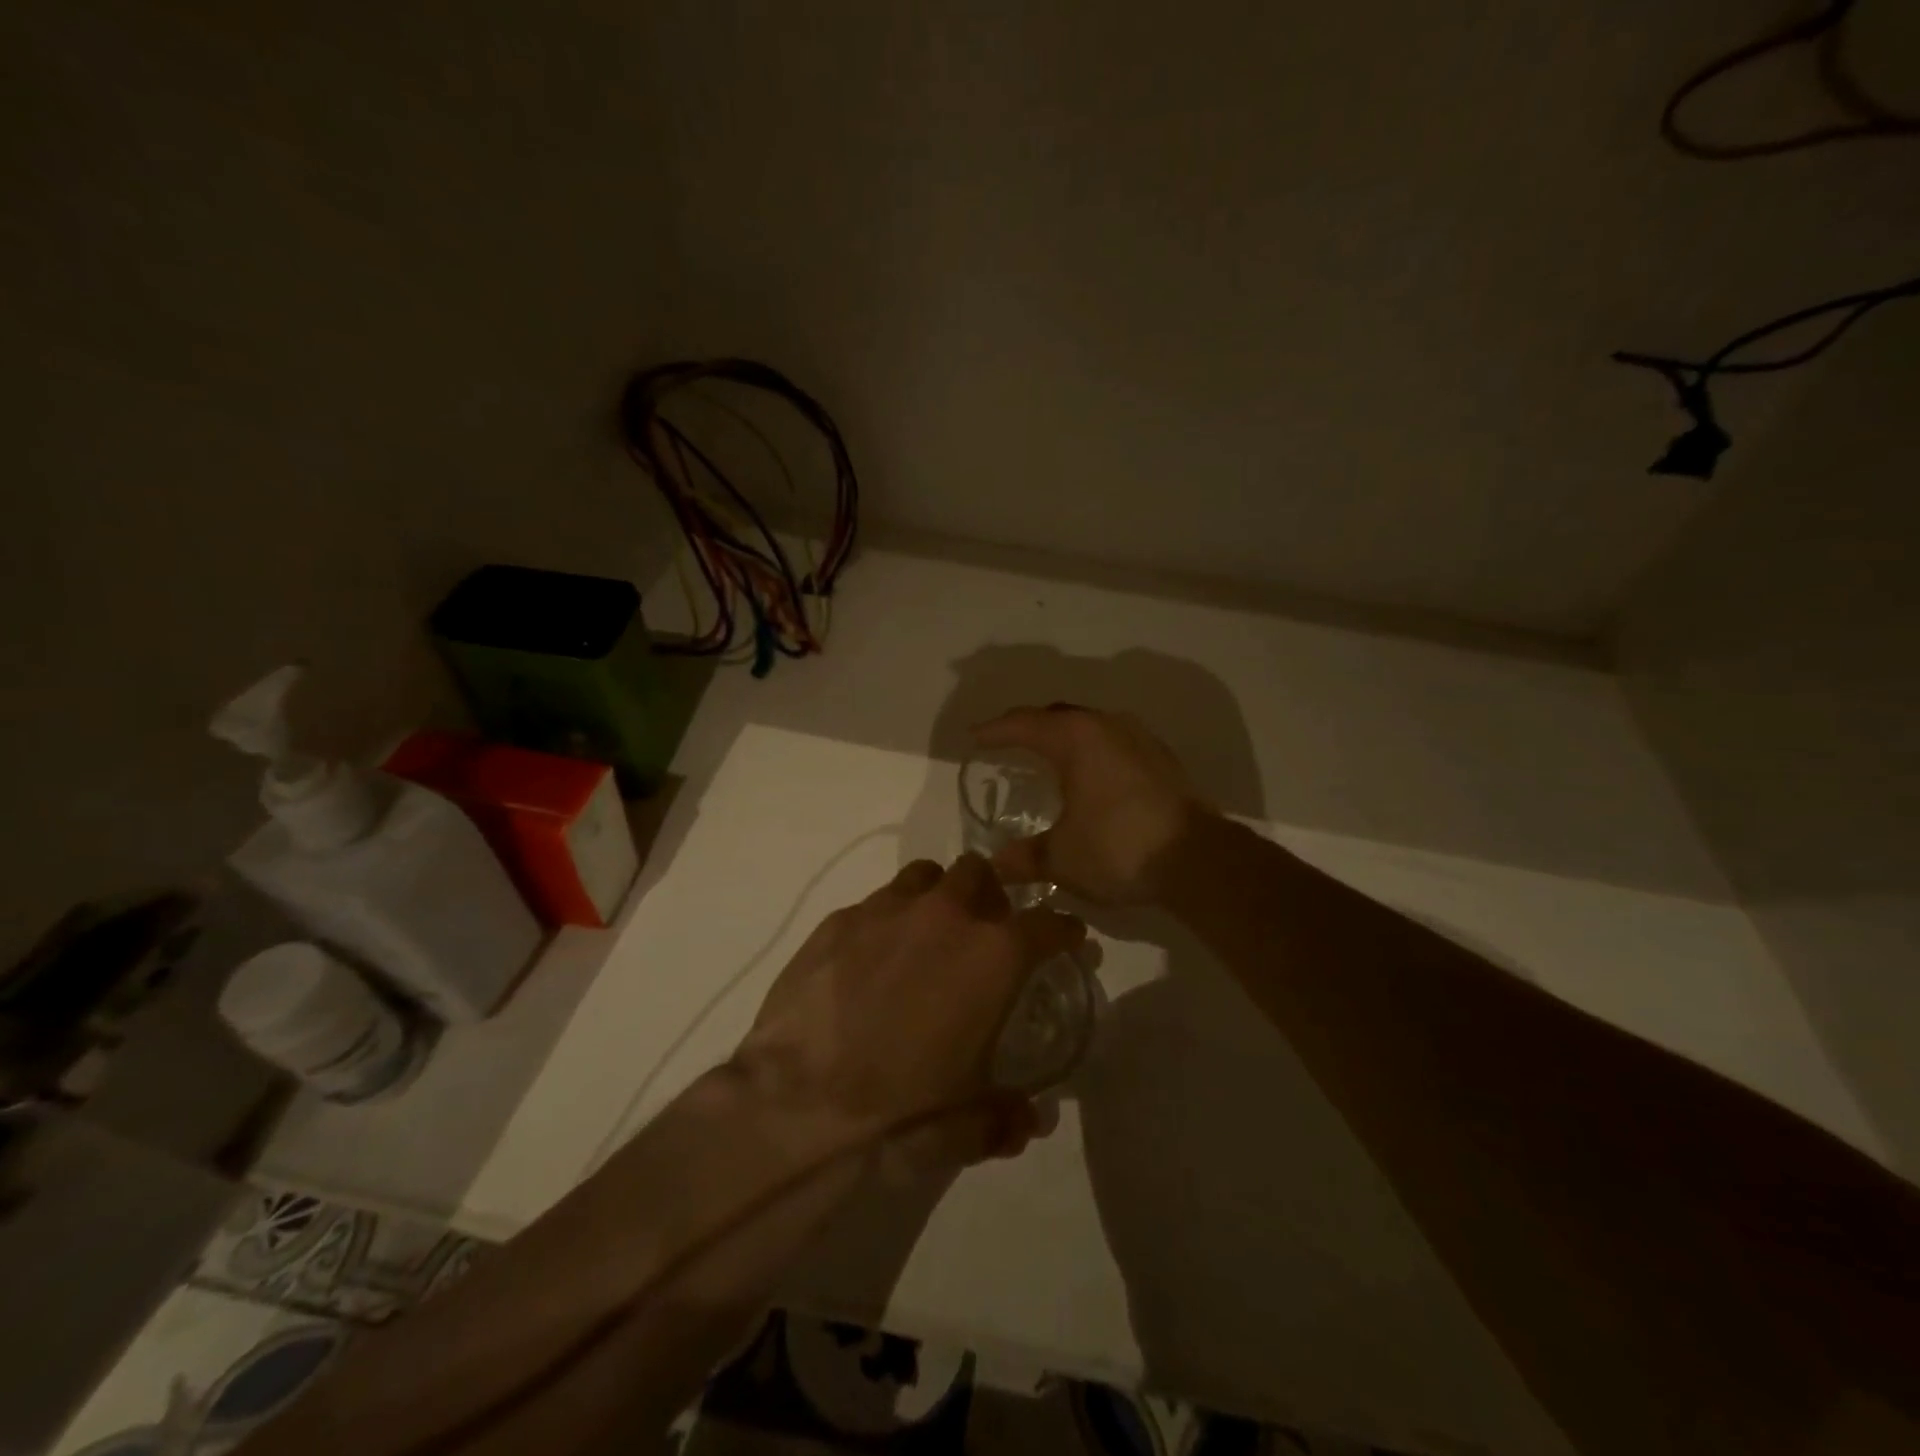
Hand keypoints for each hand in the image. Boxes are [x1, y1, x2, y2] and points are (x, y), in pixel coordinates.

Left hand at [735, 855, 1084, 1169]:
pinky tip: (868, 960)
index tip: (1064, 937)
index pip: (1047, 923)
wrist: (797, 1106)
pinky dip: (884, 922)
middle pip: (979, 873)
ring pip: (925, 877)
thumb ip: (1006, 1116)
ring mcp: (886, 909)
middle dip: (988, 896)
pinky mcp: (837, 920)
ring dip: (935, 897)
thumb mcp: (967, 1127)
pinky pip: (874, 904)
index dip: (1061, 929)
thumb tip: (1028, 1119)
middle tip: (981, 931)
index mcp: (993, 955)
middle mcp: (944, 915)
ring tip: (924, 936)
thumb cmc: (901, 1113)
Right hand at [971, 705, 1209, 904]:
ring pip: (1090, 726)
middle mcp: (1108, 726)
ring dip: (1064, 736)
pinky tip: (1090, 775)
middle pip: (1058, 716)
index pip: (1024, 724)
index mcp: (1076, 738)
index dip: (994, 730)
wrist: (1199, 860)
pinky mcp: (1162, 760)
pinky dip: (1092, 751)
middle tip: (1005, 742)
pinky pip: (1114, 742)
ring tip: (1046, 755)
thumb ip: (1024, 857)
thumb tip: (996, 864)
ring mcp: (1140, 739)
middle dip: (1028, 726)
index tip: (973, 737)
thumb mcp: (1061, 857)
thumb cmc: (1119, 848)